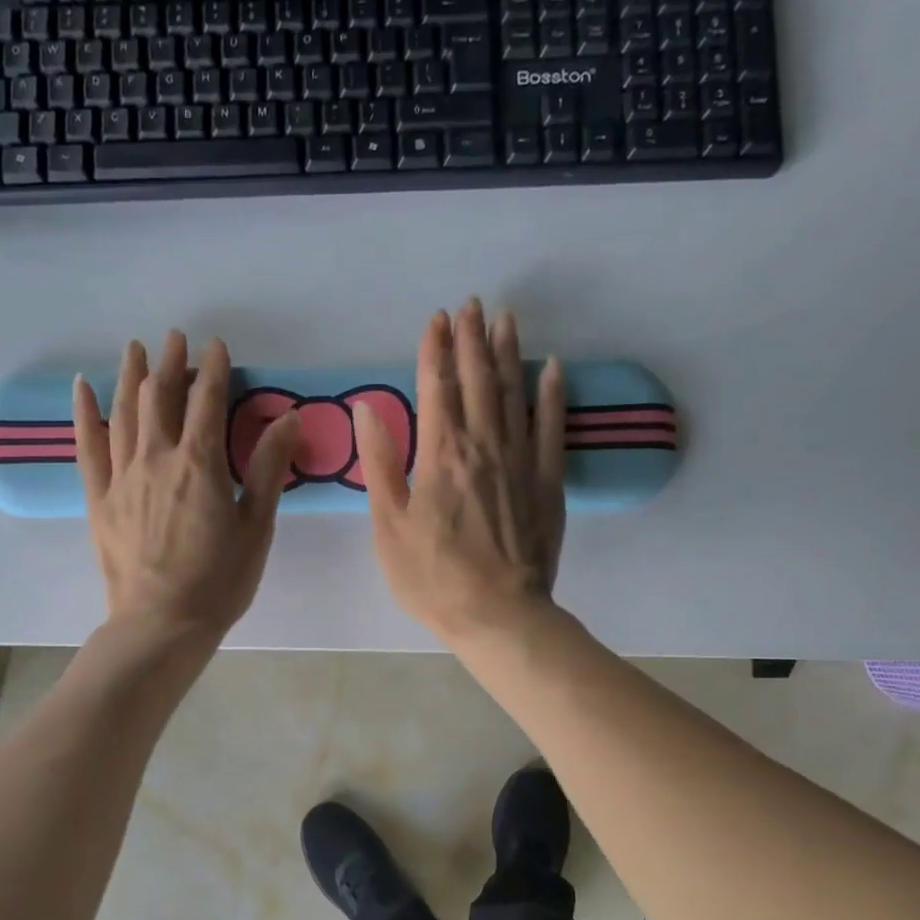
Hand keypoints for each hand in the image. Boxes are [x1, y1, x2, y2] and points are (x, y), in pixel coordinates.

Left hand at [74, 332, 299, 643]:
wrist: (162, 624)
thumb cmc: (219, 582)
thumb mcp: (256, 528)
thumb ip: (267, 469)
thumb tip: (289, 417)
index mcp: (200, 464)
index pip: (208, 400)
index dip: (214, 369)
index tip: (218, 346)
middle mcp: (157, 458)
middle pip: (161, 397)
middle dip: (171, 363)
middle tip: (176, 338)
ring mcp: (122, 477)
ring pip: (124, 412)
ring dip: (131, 376)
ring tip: (136, 348)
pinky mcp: (99, 498)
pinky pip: (88, 447)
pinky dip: (85, 414)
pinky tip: (83, 388)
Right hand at [354, 300, 565, 647]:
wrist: (499, 615)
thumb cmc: (433, 578)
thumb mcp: (390, 526)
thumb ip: (381, 464)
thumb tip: (368, 409)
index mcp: (440, 455)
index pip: (435, 388)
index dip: (434, 350)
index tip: (435, 318)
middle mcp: (483, 446)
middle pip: (477, 381)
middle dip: (471, 340)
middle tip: (470, 305)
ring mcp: (520, 461)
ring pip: (513, 394)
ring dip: (507, 353)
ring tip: (504, 318)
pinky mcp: (548, 482)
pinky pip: (551, 427)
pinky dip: (551, 394)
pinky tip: (551, 367)